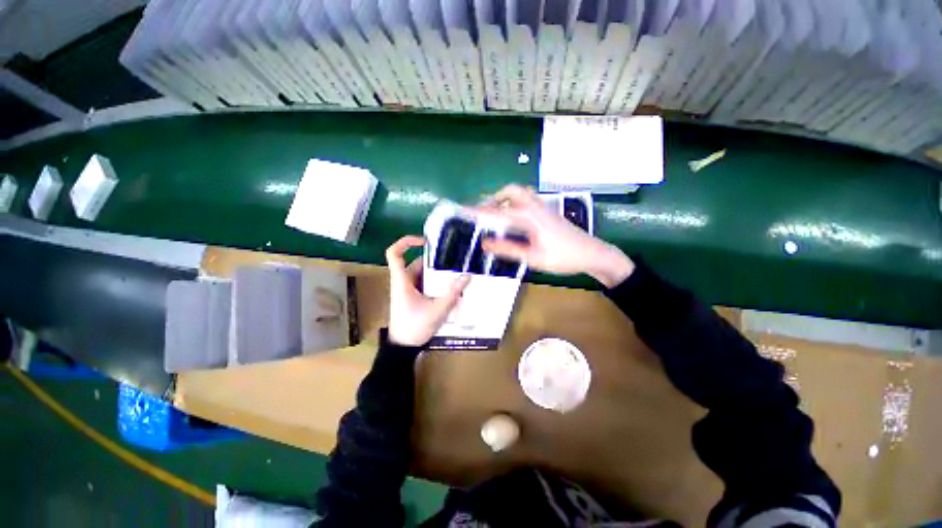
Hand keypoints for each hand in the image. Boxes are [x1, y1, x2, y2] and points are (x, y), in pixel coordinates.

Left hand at [385, 236, 470, 346]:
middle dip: (435, 261)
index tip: (426, 241)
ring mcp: (409, 289)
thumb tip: (467, 276)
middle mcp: (404, 281)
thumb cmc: (415, 327)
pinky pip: (426, 283)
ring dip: (439, 273)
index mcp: (402, 280)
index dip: (406, 242)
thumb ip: (453, 293)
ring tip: (457, 272)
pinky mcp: (414, 296)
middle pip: (417, 263)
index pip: (394, 253)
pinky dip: (437, 283)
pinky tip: (452, 286)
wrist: (404, 348)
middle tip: (454, 259)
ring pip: (424, 274)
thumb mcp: (437, 310)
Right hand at [477, 185, 634, 287]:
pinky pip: (527, 200)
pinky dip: (514, 203)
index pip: (498, 212)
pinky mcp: (548, 212)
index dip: (479, 212)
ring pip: (520, 194)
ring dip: (505, 199)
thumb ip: (508, 249)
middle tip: (482, 212)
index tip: (464, 211)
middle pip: (511, 191)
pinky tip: (513, 218)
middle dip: (494, 198)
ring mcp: (544, 207)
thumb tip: (485, 243)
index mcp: (529, 217)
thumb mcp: (533, 257)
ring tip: (495, 213)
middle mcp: (535, 206)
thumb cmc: (563, 257)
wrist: (593, 253)